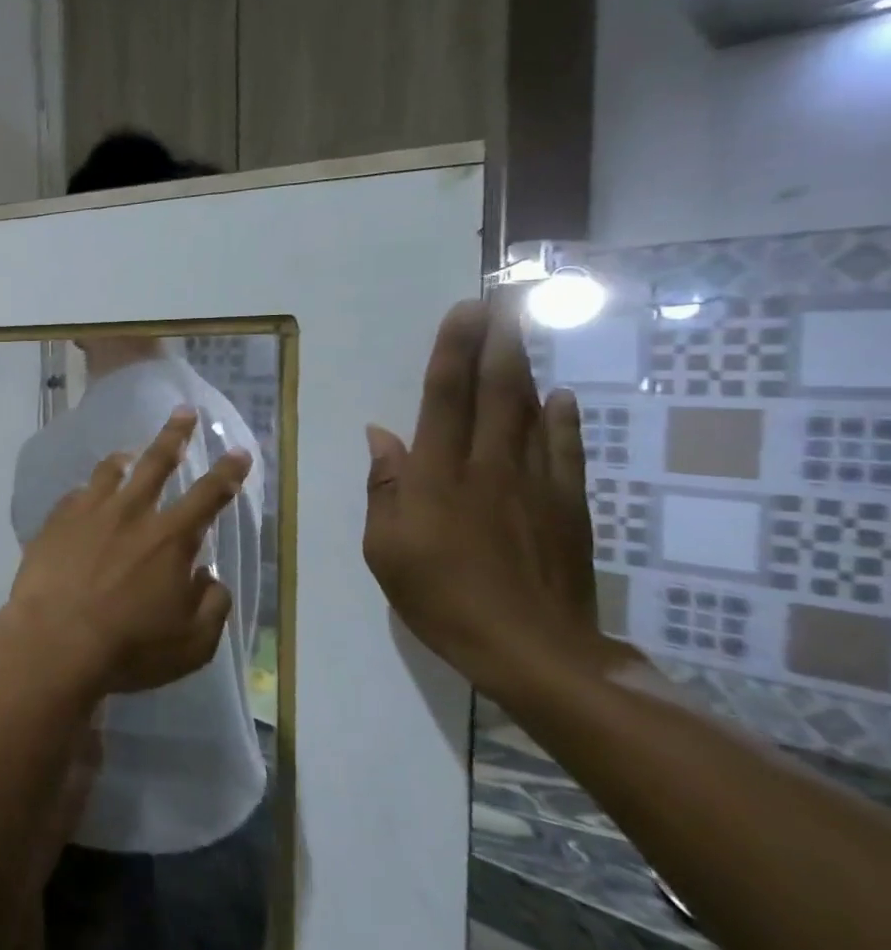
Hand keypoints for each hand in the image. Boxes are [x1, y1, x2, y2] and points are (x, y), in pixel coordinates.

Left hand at [7, 408, 251, 696]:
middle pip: (158, 463)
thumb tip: (209, 578)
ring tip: (128, 453)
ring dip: (125, 458)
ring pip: (110, 472)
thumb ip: (212, 606)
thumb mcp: (192, 642)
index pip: (209, 495)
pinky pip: (74, 495)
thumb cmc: (129, 647)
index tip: (238, 452)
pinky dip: (86, 492)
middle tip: (184, 411)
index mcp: (171, 538)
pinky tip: (84, 497)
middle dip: (176, 434)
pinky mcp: (54, 522)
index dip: (228, 473)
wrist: (54, 641)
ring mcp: (88, 513)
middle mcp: (131, 513)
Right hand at [362, 299, 635, 697]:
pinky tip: (561, 399)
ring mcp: (535, 484)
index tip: (463, 311)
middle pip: (496, 392)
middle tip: (504, 300)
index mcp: (438, 476)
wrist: (531, 649)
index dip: (452, 352)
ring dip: (525, 370)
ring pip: (532, 413)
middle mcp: (488, 466)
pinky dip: (564, 420)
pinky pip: (566, 450)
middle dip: (498, 342)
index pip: (444, 399)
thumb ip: (385, 488)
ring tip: (522, 335)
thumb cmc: (440, 597)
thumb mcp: (386, 548)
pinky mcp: (568, 507)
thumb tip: (382, 436)